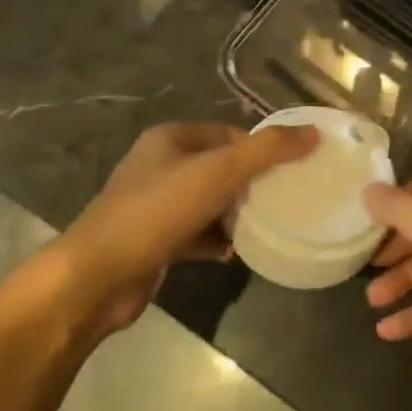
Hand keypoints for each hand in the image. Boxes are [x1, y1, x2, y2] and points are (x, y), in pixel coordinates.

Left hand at [34, 121, 317, 343]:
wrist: (98, 277)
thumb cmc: (158, 211)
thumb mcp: (220, 171)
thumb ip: (268, 150)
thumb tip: (312, 133)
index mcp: (170, 139)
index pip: (228, 133)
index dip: (260, 148)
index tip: (291, 168)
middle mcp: (159, 166)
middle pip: (220, 167)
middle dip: (251, 183)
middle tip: (284, 198)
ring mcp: (154, 205)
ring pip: (209, 202)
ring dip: (235, 213)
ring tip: (267, 224)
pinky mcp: (154, 241)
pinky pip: (196, 234)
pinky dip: (216, 241)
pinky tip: (237, 253)